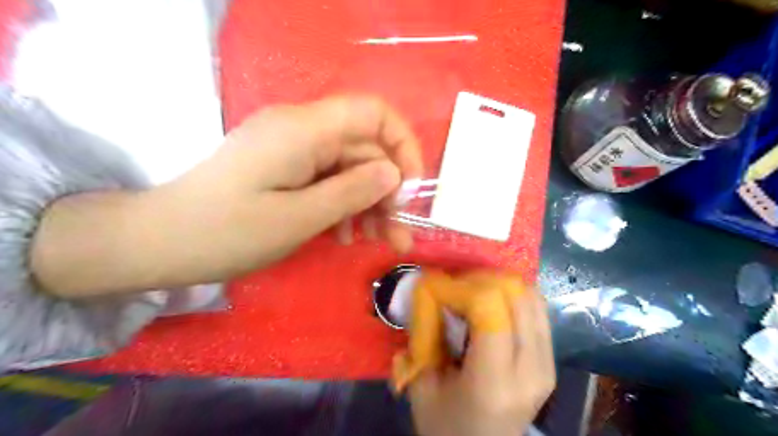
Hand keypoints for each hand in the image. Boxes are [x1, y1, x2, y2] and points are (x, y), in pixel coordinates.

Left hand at [32, 95, 424, 296]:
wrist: (161, 242)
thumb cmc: (228, 232)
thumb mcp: (299, 217)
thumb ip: (352, 191)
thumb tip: (394, 174)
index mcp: (304, 130)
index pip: (372, 112)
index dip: (401, 144)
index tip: (410, 187)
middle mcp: (302, 130)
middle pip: (364, 149)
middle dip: (387, 191)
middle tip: (398, 236)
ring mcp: (293, 150)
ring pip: (350, 169)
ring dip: (369, 204)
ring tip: (378, 242)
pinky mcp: (286, 169)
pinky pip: (329, 180)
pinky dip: (344, 206)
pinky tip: (345, 236)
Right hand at [409, 286, 556, 435]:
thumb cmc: (445, 426)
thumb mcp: (422, 384)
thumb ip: (425, 335)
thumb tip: (427, 289)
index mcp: (493, 382)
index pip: (488, 308)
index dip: (460, 287)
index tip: (437, 287)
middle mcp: (530, 369)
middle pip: (515, 295)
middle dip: (480, 279)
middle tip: (454, 285)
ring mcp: (547, 364)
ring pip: (531, 297)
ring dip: (498, 284)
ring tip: (472, 291)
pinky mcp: (550, 360)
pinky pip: (537, 310)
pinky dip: (513, 296)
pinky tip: (492, 303)